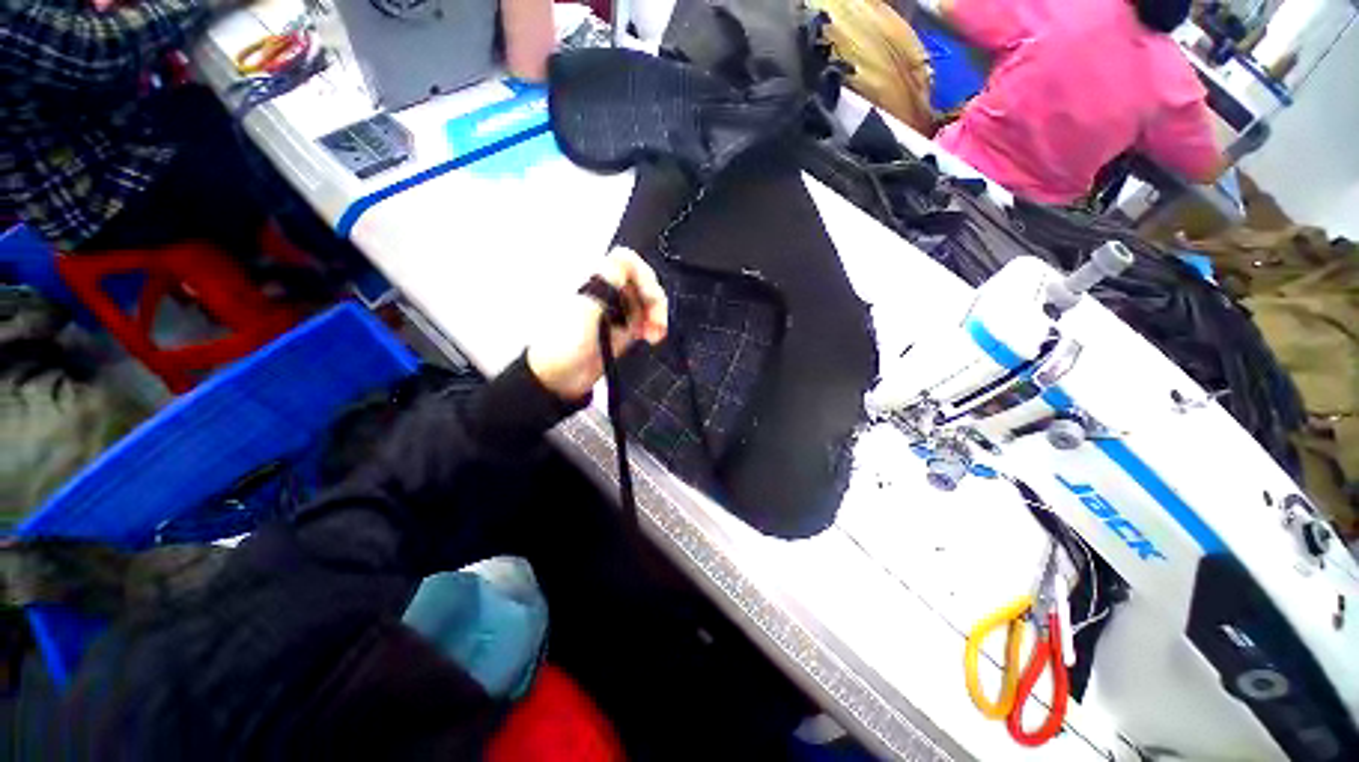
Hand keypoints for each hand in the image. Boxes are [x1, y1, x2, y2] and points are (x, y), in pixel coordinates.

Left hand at [527, 248, 668, 400]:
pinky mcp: (623, 330)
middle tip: (658, 322)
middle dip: (655, 300)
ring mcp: (617, 312)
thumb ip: (606, 283)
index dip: (643, 274)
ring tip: (657, 335)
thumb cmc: (565, 344)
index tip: (649, 298)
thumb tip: (624, 257)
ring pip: (647, 302)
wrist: (557, 378)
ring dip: (658, 315)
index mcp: (595, 281)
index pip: (626, 262)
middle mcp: (608, 292)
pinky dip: (654, 327)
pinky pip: (646, 320)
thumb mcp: (585, 311)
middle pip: (642, 282)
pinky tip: (653, 339)